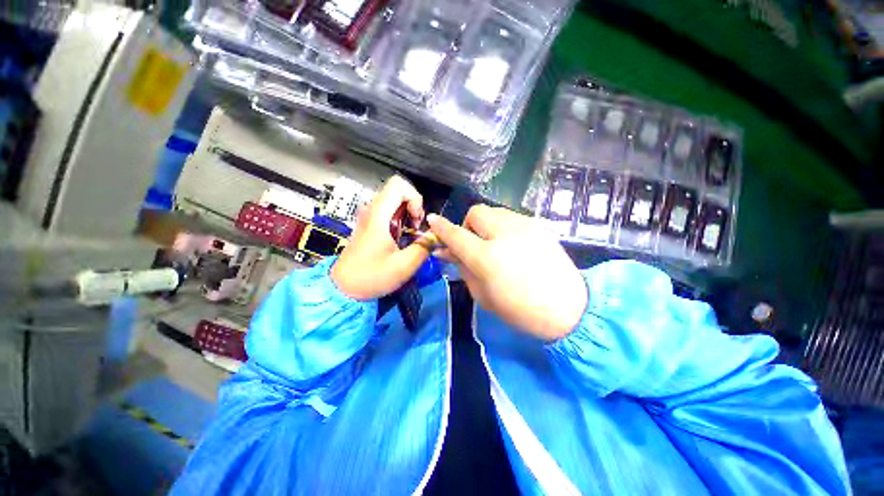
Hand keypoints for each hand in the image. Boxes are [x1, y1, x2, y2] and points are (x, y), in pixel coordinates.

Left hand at [331, 176, 430, 299]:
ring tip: (411, 233)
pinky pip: (389, 211)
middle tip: (416, 228)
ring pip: (395, 200)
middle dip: (414, 205)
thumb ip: (424, 247)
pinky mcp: (370, 224)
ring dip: (408, 212)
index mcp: (378, 215)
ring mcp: (370, 216)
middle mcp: (372, 210)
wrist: (344, 287)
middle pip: (398, 190)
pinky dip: (401, 218)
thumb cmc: (372, 276)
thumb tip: (436, 235)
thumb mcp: (404, 265)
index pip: (398, 185)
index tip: (416, 220)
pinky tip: (402, 236)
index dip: (414, 198)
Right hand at [428, 205, 586, 341]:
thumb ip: (462, 267)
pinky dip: (503, 227)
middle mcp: (505, 234)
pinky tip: (512, 244)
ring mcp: (525, 226)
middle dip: (468, 225)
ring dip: (486, 225)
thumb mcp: (482, 294)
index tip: (432, 221)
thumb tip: (447, 251)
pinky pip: (511, 217)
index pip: (456, 234)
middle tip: (473, 244)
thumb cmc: (519, 310)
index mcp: (487, 258)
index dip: (441, 228)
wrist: (567, 309)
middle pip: (475, 212)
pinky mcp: (539, 225)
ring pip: (494, 211)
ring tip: (494, 244)